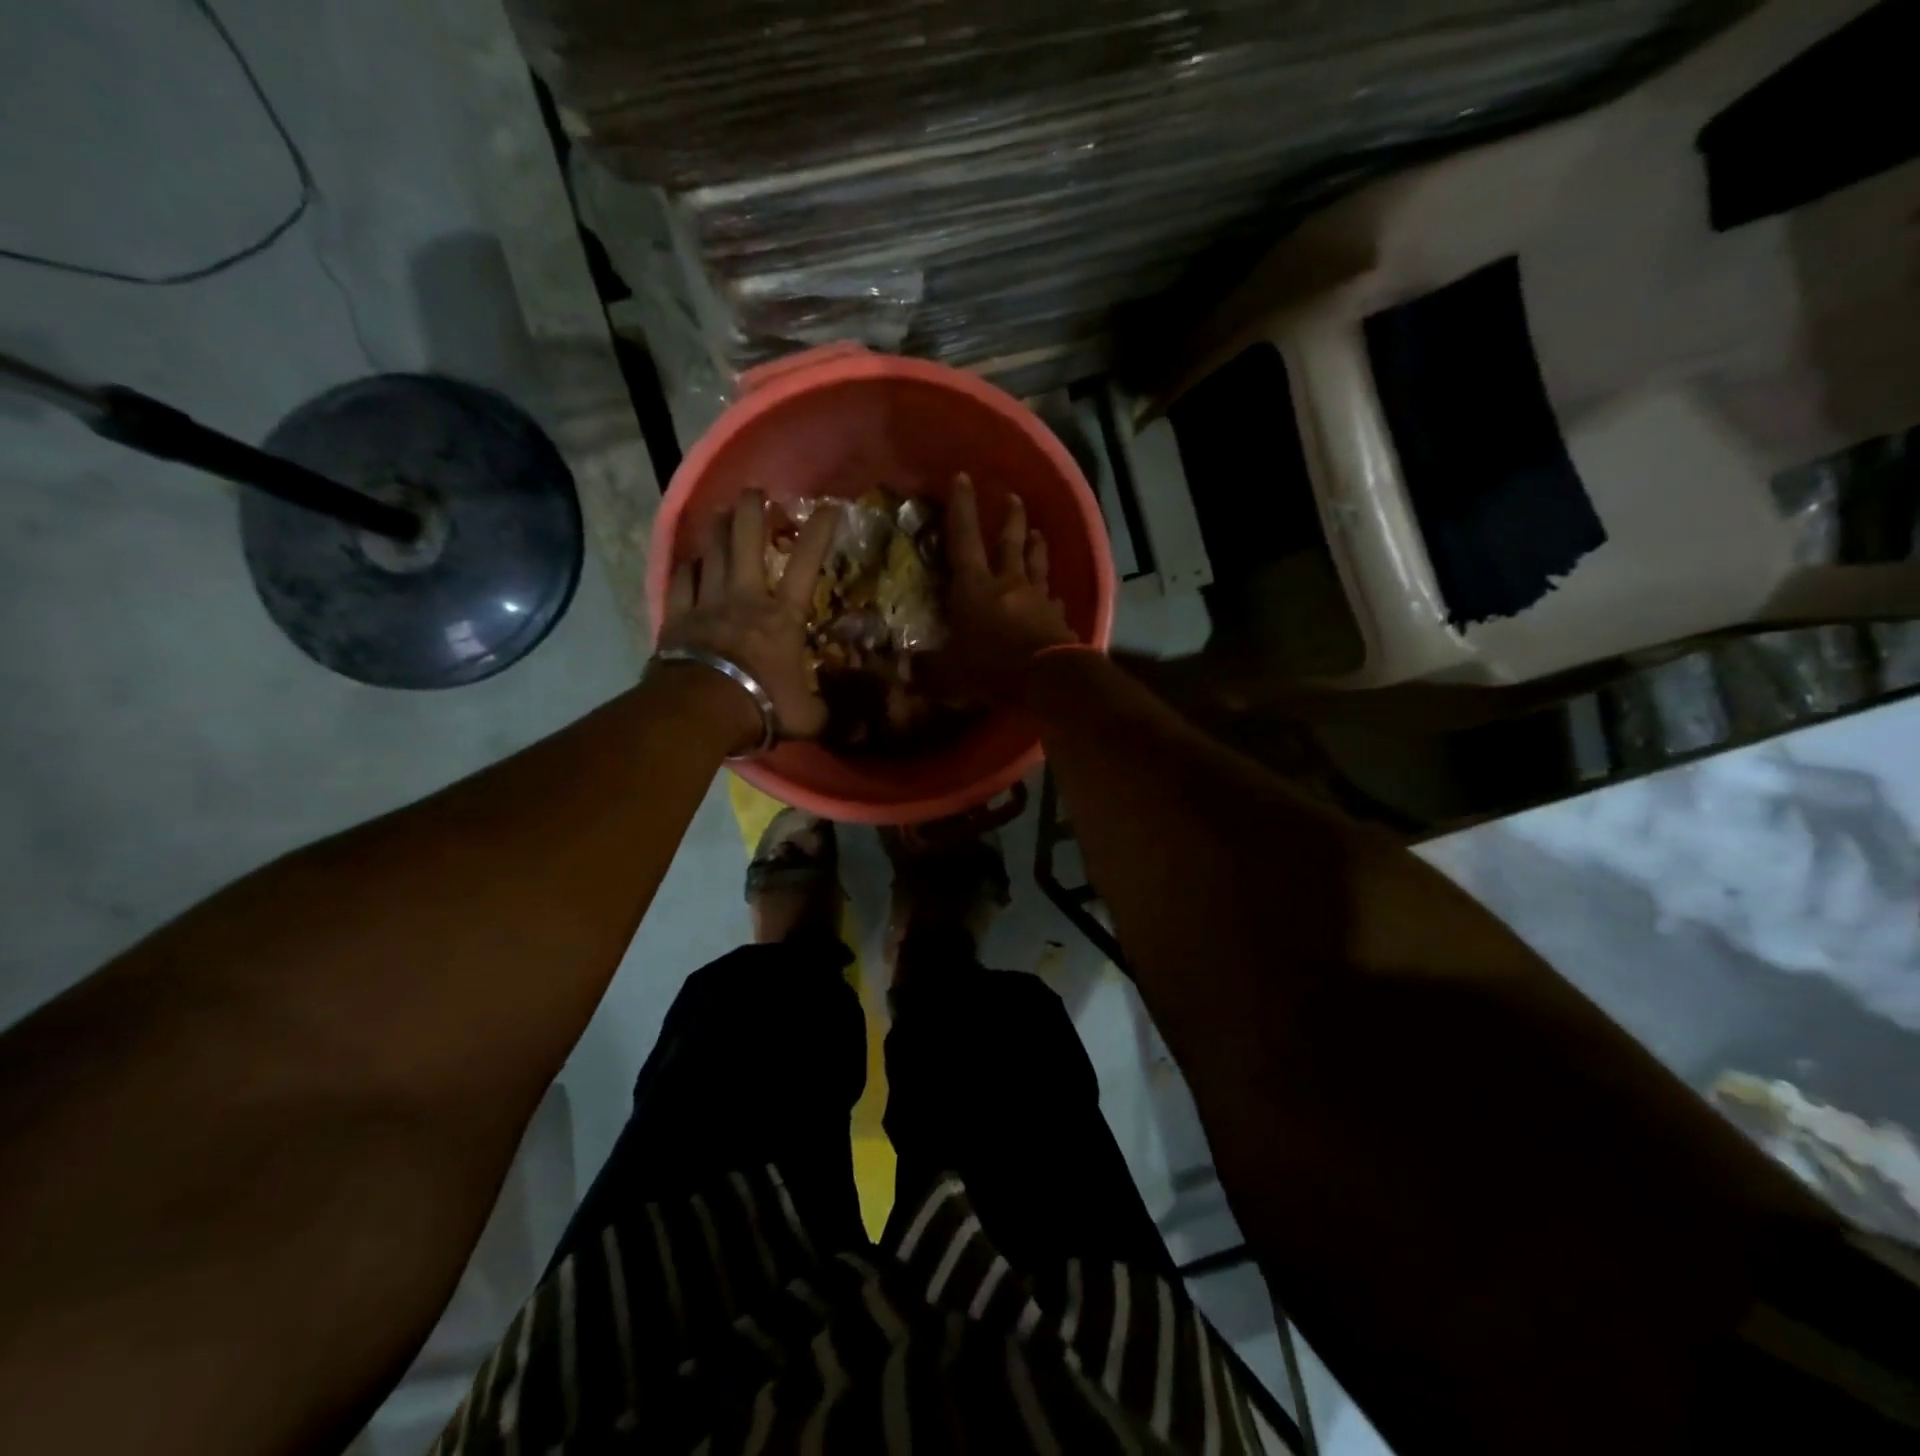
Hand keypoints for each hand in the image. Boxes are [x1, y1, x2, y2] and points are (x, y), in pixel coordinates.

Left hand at [658, 492, 838, 750]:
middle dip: (752, 511)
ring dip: (717, 528)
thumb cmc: (761, 706)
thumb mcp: (807, 717)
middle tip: (755, 492)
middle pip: (747, 540)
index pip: (806, 564)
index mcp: (782, 617)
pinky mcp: (678, 616)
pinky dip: (687, 566)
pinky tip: (690, 559)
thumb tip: (862, 728)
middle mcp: (745, 597)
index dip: (819, 533)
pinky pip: (681, 580)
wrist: (700, 711)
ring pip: (711, 552)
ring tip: (720, 509)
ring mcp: (708, 602)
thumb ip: (831, 714)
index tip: (828, 508)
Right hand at [932, 476, 1075, 702]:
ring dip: (1036, 546)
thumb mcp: (950, 673)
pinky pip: (1054, 600)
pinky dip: (1052, 596)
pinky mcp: (1058, 618)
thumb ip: (926, 669)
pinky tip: (1055, 596)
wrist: (1048, 679)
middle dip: (1010, 517)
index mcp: (975, 588)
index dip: (962, 508)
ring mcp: (1037, 599)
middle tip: (1013, 496)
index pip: (964, 539)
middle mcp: (1008, 584)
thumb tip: (900, 670)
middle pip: (1010, 543)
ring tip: (1038, 532)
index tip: (963, 478)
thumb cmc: (993, 668)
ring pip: (1037, 564)